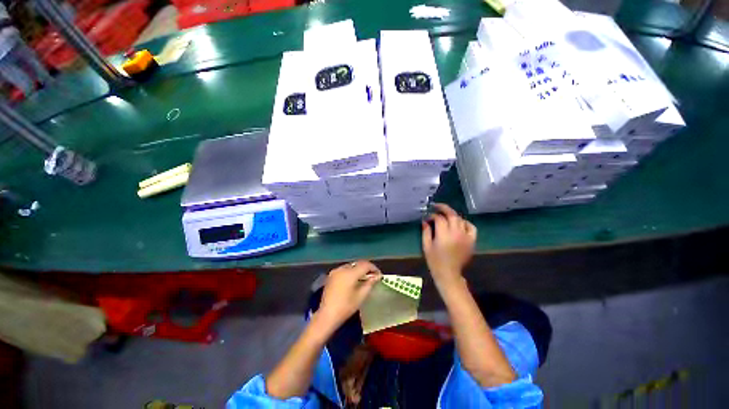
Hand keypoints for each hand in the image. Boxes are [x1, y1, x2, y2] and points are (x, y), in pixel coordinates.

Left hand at [317, 261, 381, 328]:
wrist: (327, 315)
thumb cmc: (346, 307)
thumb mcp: (361, 296)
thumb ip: (370, 283)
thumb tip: (377, 276)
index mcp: (350, 273)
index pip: (365, 265)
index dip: (373, 268)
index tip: (379, 274)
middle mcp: (342, 269)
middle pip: (358, 264)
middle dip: (366, 268)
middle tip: (373, 276)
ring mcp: (335, 271)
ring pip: (351, 266)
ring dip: (359, 269)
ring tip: (364, 278)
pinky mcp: (331, 275)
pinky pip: (344, 269)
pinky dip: (351, 272)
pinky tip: (354, 280)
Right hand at [422, 203, 476, 289]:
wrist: (449, 274)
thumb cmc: (435, 261)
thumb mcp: (426, 246)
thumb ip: (426, 232)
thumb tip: (425, 220)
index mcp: (444, 236)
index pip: (439, 219)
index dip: (432, 215)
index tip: (427, 217)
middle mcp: (456, 234)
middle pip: (452, 215)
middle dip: (443, 208)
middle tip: (436, 206)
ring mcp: (466, 237)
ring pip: (460, 219)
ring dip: (452, 215)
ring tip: (446, 215)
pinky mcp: (472, 241)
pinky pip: (471, 227)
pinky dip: (466, 223)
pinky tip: (459, 223)